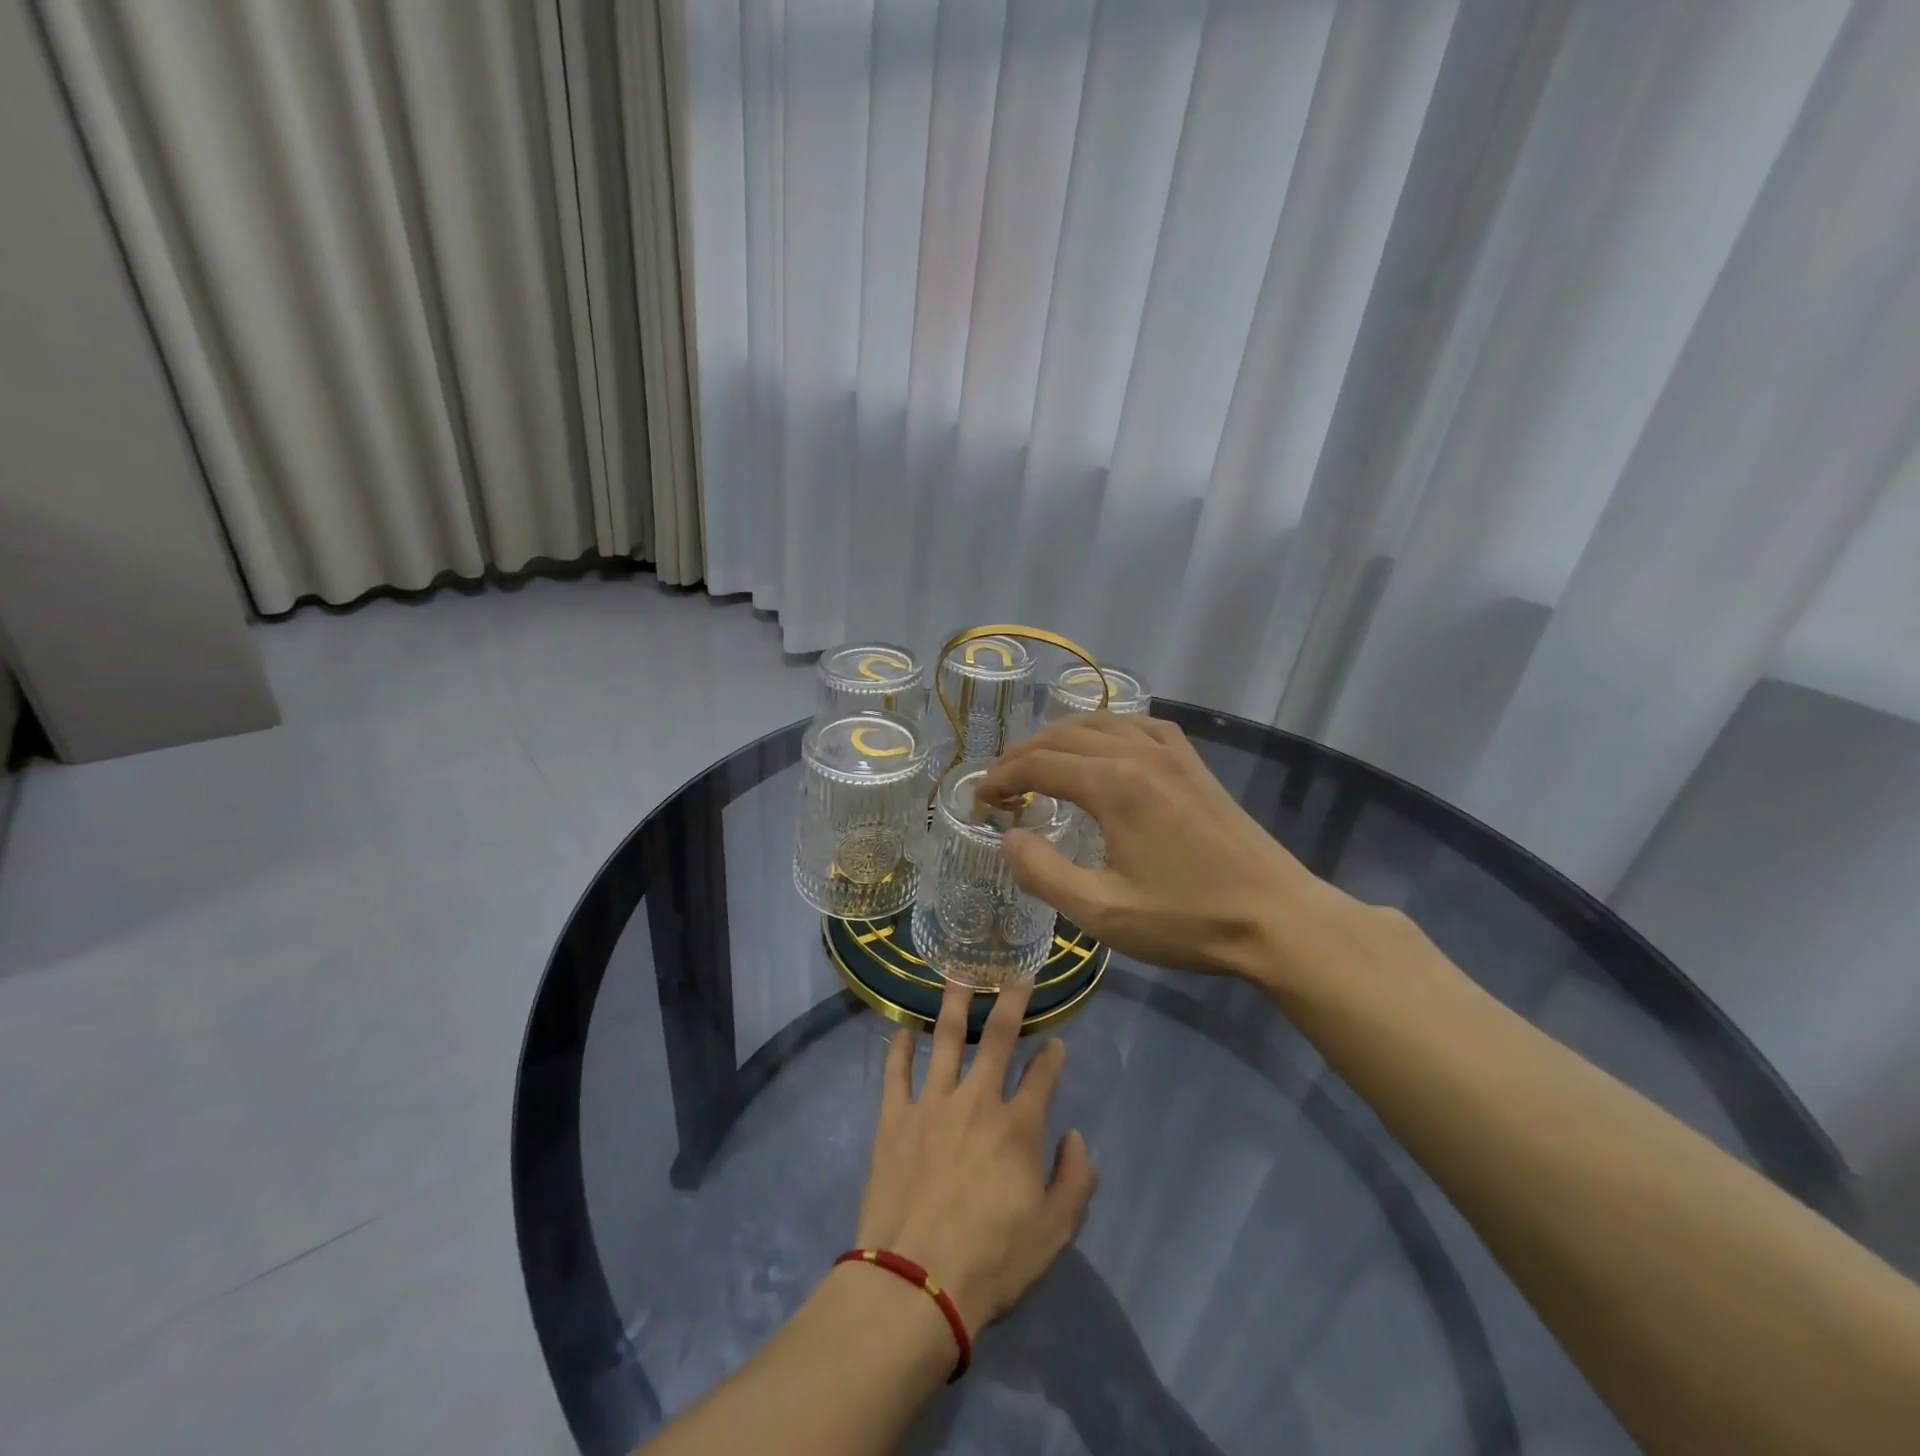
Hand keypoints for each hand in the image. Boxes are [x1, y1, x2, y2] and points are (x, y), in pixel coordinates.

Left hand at [853, 978, 1097, 1336]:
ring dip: (953, 1004)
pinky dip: (898, 1049)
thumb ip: (1075, 1180)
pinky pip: (896, 1073)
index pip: (1043, 1075)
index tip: (1056, 1041)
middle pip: (996, 1037)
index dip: (1053, 1055)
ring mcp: (931, 1104)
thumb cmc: (992, 1261)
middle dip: (1010, 1001)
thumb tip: (1076, 1137)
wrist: (915, 1283)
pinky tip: (901, 1029)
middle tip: (1015, 972)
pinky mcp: (894, 1119)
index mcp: (1017, 1126)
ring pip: (944, 1039)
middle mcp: (976, 1100)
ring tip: (957, 974)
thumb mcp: (1054, 1233)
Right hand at [975, 714, 1363, 984]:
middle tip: (999, 788)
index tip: (979, 803)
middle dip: (1022, 757)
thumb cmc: (1188, 920)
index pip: (1038, 764)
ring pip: (1099, 723)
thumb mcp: (1103, 913)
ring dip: (1059, 740)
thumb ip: (1044, 874)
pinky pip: (1138, 725)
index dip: (1000, 779)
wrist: (1277, 918)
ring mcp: (1171, 752)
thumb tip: (1009, 839)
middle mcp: (1138, 752)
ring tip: (1038, 766)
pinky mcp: (1193, 763)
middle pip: (1062, 737)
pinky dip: (1105, 731)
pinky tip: (1103, 749)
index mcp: (1114, 784)